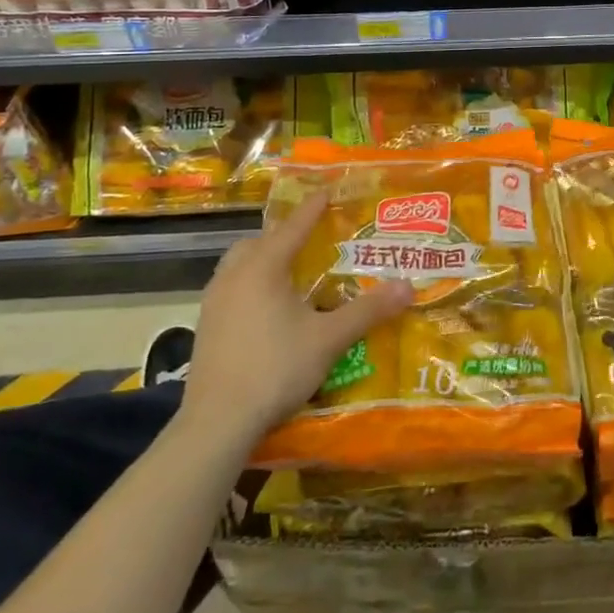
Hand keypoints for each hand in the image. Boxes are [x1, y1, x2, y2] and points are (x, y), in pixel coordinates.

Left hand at [178, 192, 412, 445]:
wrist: (218, 421)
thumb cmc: (276, 368)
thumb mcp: (329, 338)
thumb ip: (368, 310)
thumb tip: (408, 286)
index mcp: (263, 267)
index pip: (293, 227)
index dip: (313, 208)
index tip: (326, 191)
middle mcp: (234, 275)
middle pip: (258, 242)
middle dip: (283, 235)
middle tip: (308, 239)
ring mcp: (214, 301)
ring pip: (238, 264)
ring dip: (262, 259)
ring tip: (288, 271)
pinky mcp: (205, 326)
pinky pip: (230, 288)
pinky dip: (250, 284)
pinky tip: (265, 308)